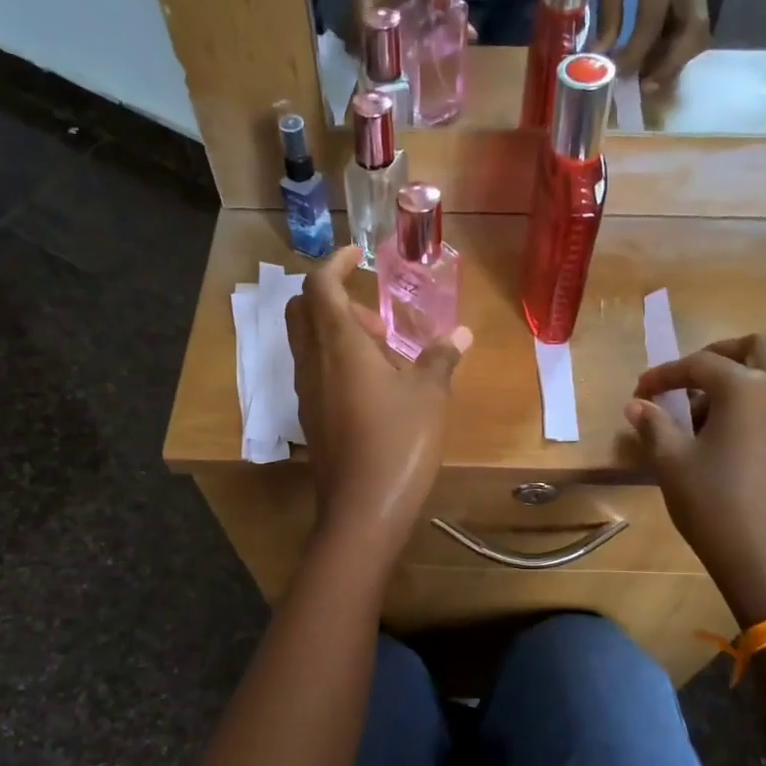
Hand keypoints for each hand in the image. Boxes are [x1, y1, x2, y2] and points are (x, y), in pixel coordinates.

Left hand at [286, 246, 472, 560]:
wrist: (362, 510)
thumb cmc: (398, 442)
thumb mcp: (430, 396)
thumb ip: (442, 357)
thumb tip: (462, 332)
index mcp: (338, 344)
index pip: (320, 285)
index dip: (336, 263)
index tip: (358, 255)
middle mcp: (313, 362)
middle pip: (303, 310)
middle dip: (333, 298)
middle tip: (376, 316)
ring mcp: (307, 393)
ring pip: (307, 343)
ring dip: (337, 333)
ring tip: (384, 353)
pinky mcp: (311, 419)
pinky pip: (315, 372)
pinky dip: (335, 361)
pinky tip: (373, 387)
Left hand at [594, 0, 710, 85]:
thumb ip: (607, 9)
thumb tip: (601, 53)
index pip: (652, 21)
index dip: (635, 53)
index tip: (616, 73)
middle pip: (692, 31)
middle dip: (669, 64)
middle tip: (644, 87)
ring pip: (696, 34)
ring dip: (675, 61)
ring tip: (647, 79)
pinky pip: (692, 29)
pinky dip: (675, 50)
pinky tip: (654, 63)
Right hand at [627, 335, 765, 624]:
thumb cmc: (713, 503)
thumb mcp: (672, 462)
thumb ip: (654, 425)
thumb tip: (636, 405)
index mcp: (746, 388)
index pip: (700, 364)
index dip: (665, 374)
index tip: (641, 391)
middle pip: (756, 347)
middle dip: (719, 355)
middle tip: (688, 379)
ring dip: (737, 380)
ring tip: (699, 416)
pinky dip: (752, 404)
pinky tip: (723, 439)